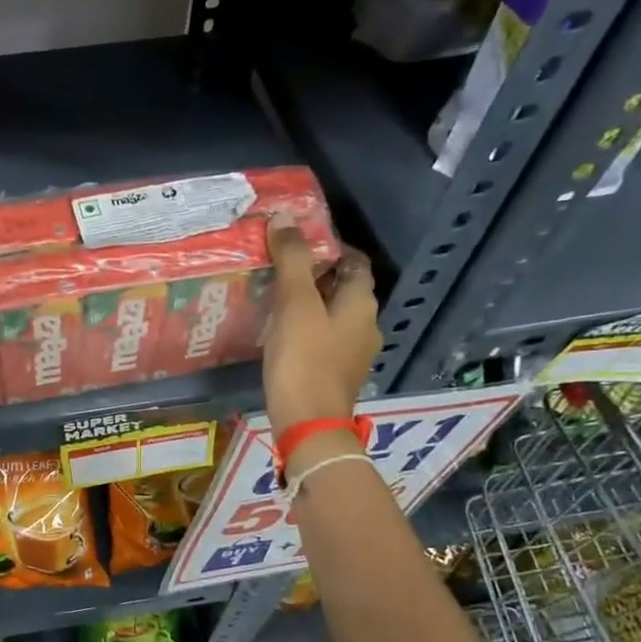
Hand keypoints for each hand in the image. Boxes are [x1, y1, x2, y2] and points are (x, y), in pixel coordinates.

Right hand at [262, 217, 381, 436]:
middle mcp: (366, 324)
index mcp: (362, 303)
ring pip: (333, 314)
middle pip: (344, 287)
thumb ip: (291, 260)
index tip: (296, 242)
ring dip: (309, 302)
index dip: (329, 247)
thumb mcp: (295, 304)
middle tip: (278, 265)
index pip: (354, 261)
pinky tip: (280, 331)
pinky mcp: (337, 372)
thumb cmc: (304, 360)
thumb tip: (285, 218)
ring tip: (274, 296)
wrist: (309, 423)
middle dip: (315, 274)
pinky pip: (325, 338)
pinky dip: (307, 327)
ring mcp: (354, 352)